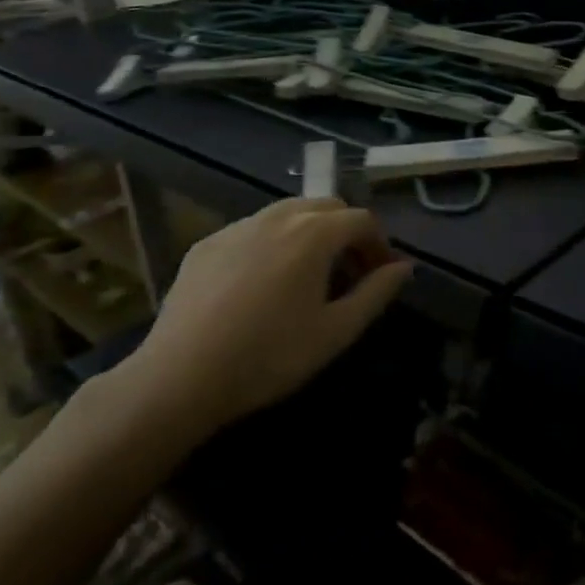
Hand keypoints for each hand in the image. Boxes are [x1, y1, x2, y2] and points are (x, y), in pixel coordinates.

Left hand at [118, 198, 412, 448]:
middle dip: (346, 231)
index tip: (381, 274)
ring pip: (287, 212)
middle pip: (326, 206)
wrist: (181, 378)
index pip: (361, 219)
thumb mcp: (336, 331)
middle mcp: (277, 216)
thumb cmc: (270, 356)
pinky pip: (253, 230)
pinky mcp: (206, 244)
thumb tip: (403, 267)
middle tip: (349, 271)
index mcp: (314, 233)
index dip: (379, 243)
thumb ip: (376, 293)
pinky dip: (272, 242)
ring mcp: (237, 227)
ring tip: (308, 274)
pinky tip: (262, 283)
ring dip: (310, 232)